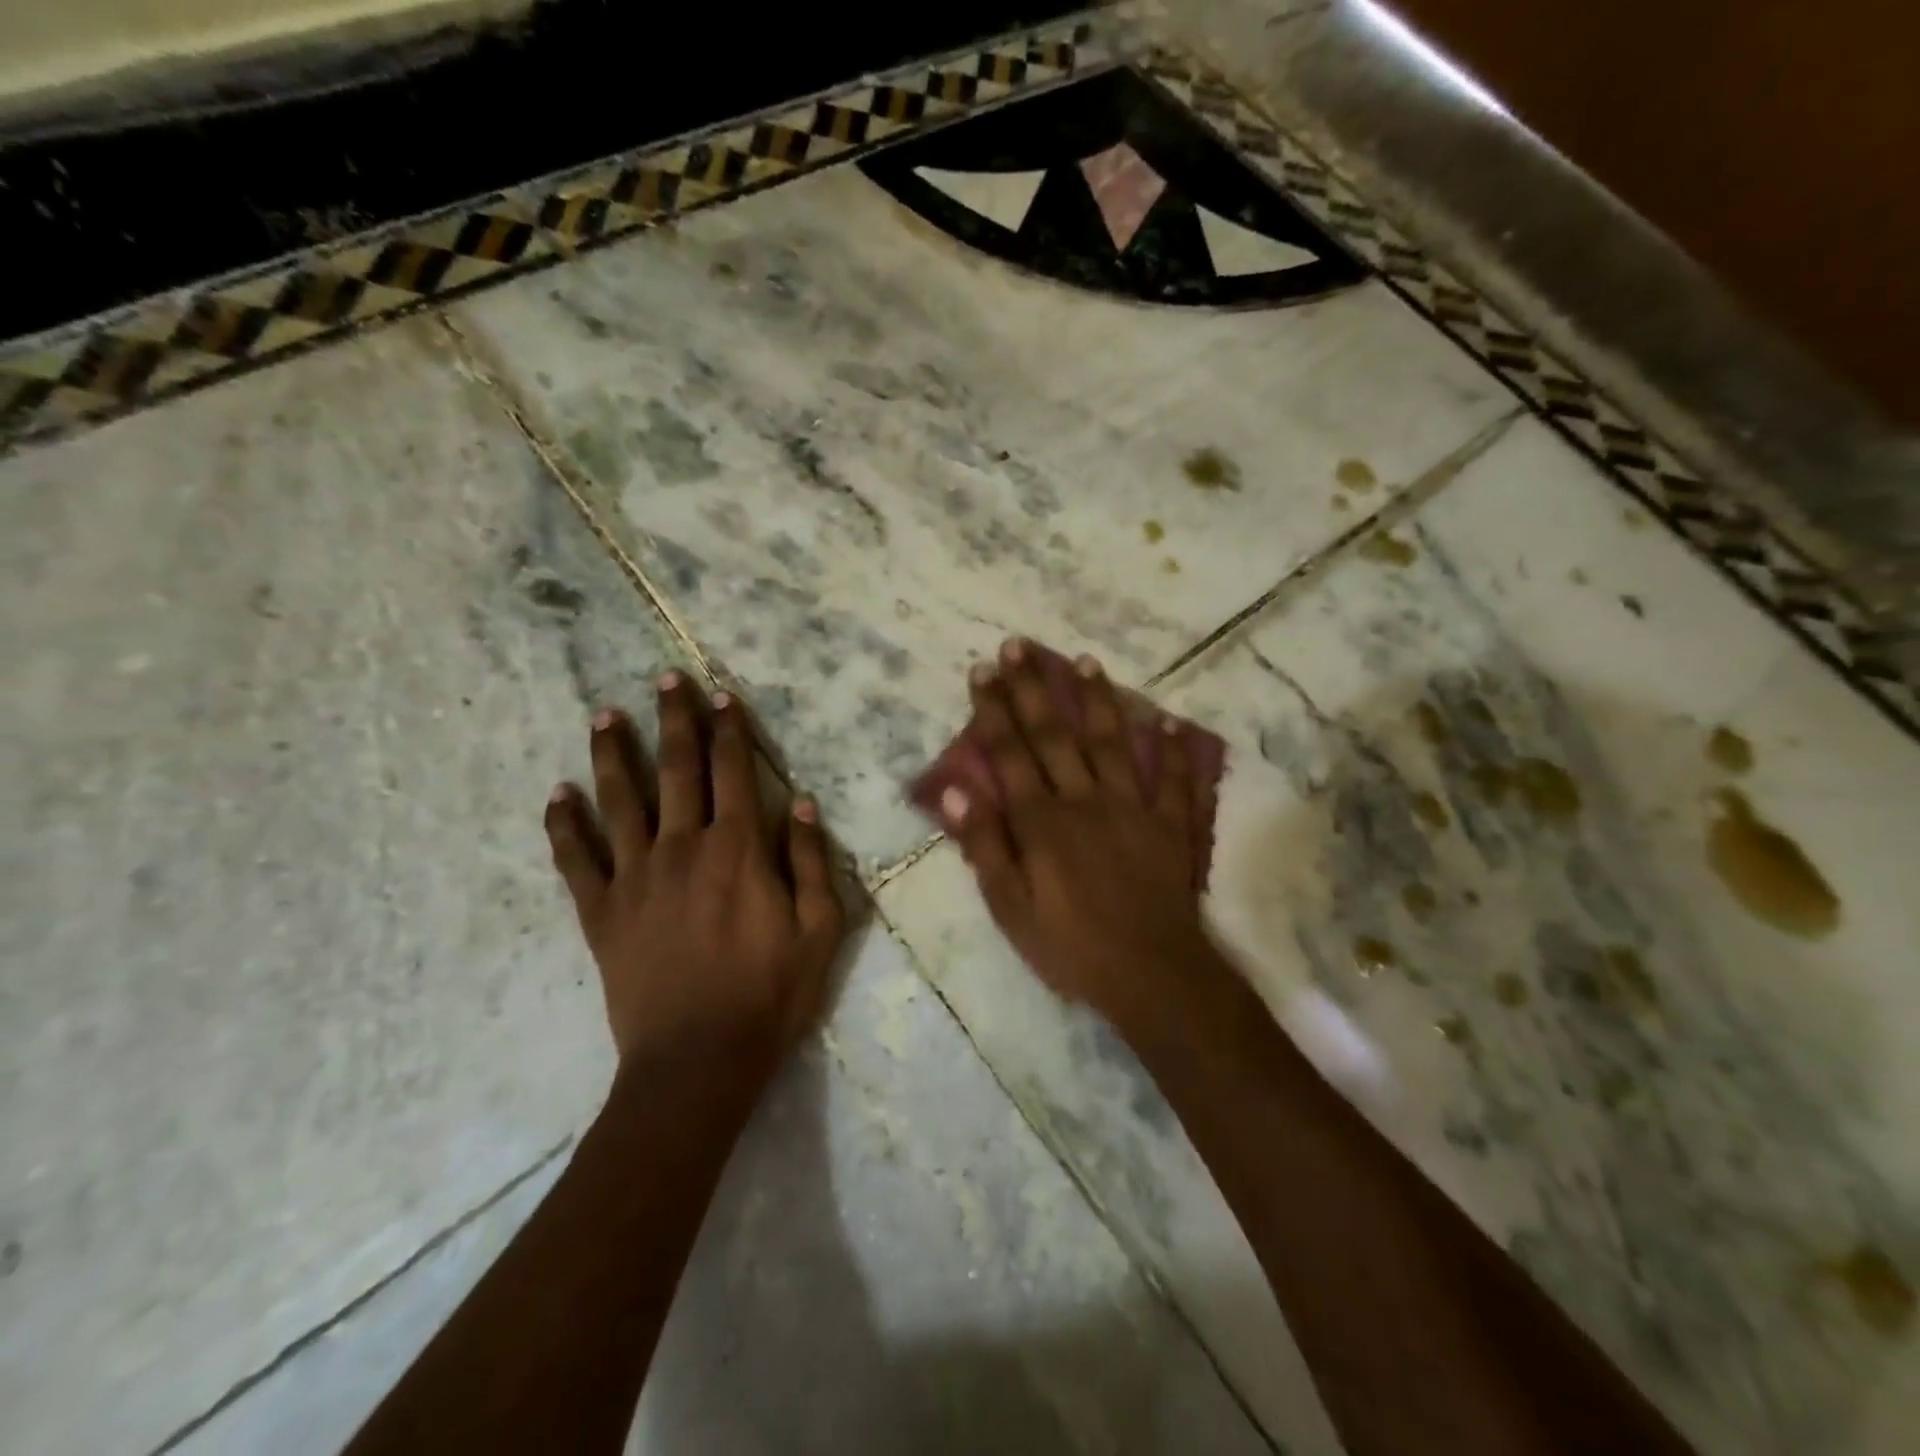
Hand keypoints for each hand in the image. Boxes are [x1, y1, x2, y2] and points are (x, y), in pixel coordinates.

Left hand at [544, 672, 845, 1074]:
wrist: (698, 1062)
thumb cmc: (770, 995)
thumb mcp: (819, 929)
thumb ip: (813, 861)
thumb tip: (804, 802)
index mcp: (739, 849)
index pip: (733, 771)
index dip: (729, 729)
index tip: (721, 694)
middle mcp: (684, 847)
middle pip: (676, 769)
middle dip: (672, 720)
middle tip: (663, 679)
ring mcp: (635, 877)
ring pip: (620, 801)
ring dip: (612, 755)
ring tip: (603, 716)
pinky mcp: (601, 913)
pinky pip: (576, 861)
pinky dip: (564, 826)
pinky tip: (555, 796)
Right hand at [938, 640, 1214, 1036]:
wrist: (1151, 975)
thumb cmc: (1070, 947)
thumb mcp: (1010, 908)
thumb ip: (985, 846)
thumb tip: (957, 792)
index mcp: (1042, 822)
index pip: (1010, 754)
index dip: (993, 711)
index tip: (982, 671)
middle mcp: (1084, 801)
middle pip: (1054, 735)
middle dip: (1033, 688)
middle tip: (1019, 647)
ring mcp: (1132, 808)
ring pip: (1111, 743)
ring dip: (1097, 701)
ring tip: (1086, 662)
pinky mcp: (1169, 825)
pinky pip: (1172, 780)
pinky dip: (1170, 750)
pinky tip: (1166, 721)